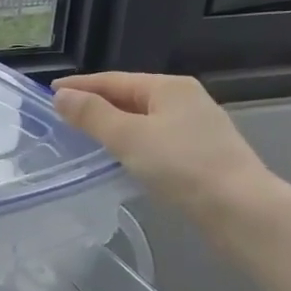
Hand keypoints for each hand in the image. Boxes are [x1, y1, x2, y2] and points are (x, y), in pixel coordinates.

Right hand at [52, 72, 276, 221]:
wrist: (241, 210)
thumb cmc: (182, 166)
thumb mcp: (128, 137)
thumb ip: (92, 115)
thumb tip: (61, 96)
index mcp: (168, 87)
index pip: (113, 80)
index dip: (80, 85)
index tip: (49, 93)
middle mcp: (185, 99)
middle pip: (130, 96)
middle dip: (96, 104)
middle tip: (62, 115)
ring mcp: (197, 127)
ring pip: (143, 119)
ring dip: (113, 124)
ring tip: (84, 135)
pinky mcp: (201, 154)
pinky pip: (155, 139)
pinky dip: (131, 142)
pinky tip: (120, 156)